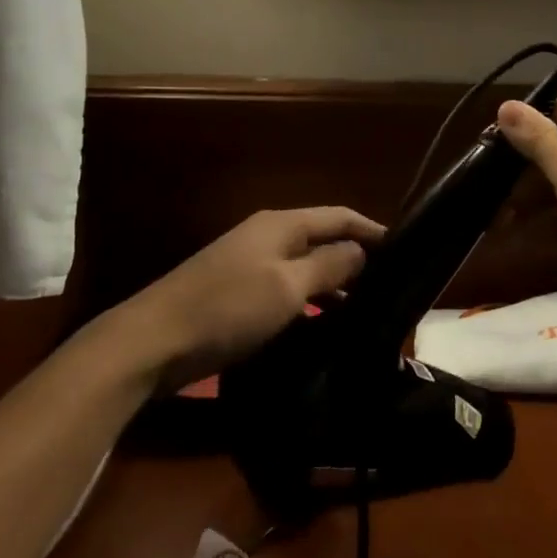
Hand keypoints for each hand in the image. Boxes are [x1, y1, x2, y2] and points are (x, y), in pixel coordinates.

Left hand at [118, 208, 384, 390]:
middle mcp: (267, 237)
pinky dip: (308, 305)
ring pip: (304, 269)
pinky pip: (285, 291)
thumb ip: (328, 265)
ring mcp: (249, 265)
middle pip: (322, 240)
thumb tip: (361, 250)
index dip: (371, 229)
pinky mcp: (236, 294)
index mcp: (281, 225)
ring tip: (364, 315)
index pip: (339, 216)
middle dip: (355, 261)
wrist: (153, 341)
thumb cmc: (228, 308)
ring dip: (333, 287)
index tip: (403, 250)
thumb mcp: (288, 287)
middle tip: (389, 290)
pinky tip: (322, 330)